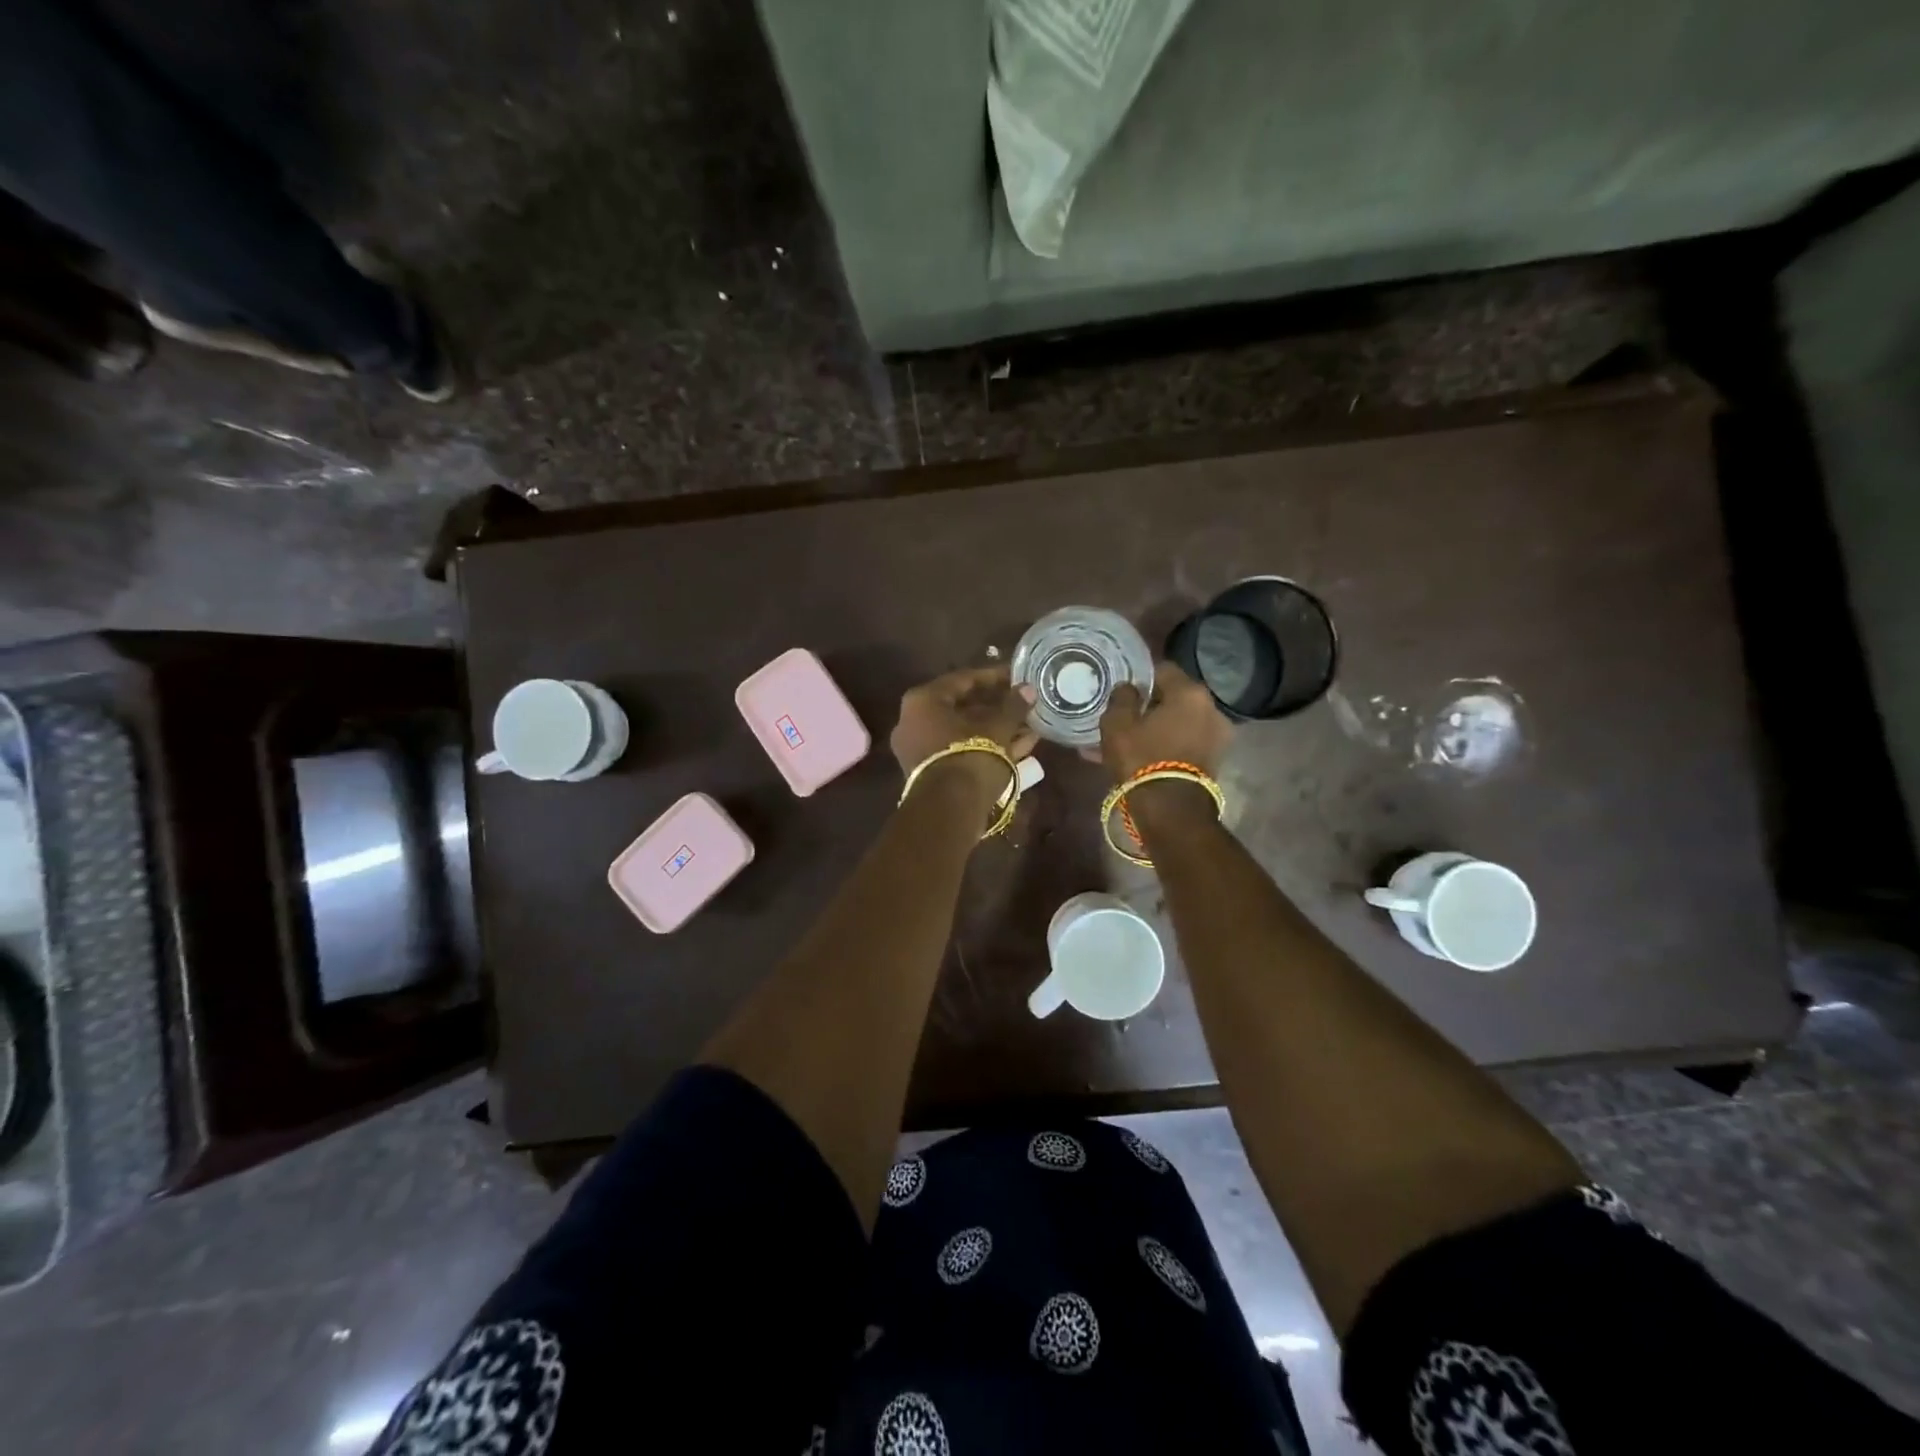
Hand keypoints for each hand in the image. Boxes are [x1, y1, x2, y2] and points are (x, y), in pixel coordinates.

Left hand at [891, 666, 1037, 796]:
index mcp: (923, 701)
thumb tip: (1027, 690)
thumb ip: (1013, 706)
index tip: (1017, 676)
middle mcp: (914, 722)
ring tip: (1030, 725)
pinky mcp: (933, 774)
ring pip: (966, 733)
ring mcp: (921, 750)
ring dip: (998, 729)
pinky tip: (1022, 746)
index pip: (963, 679)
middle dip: (998, 707)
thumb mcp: (998, 728)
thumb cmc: (971, 756)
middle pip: (964, 708)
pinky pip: (963, 751)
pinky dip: (989, 748)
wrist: (950, 811)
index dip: (994, 677)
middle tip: (1024, 703)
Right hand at [1094, 662, 1232, 782]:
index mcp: (1189, 692)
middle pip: (1174, 698)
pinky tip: (1144, 757)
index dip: (1140, 677)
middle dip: (1150, 706)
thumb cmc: (1142, 758)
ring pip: (1179, 723)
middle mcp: (1211, 708)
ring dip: (1157, 728)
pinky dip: (1167, 745)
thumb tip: (1129, 688)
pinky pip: (1185, 742)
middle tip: (1125, 718)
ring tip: (1130, 742)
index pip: (1162, 669)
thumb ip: (1122, 697)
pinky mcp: (1215, 759)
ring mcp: (1218, 735)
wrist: (1171, 810)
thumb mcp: (1117, 724)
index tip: (1123, 691)